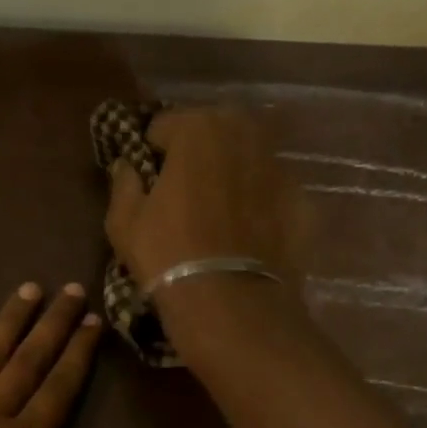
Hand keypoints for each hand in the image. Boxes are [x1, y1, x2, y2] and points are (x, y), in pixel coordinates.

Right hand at [104, 108, 302, 291]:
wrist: (231, 303)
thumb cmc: (168, 254)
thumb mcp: (124, 222)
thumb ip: (124, 183)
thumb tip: (127, 167)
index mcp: (198, 128)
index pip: (164, 125)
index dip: (151, 151)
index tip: (148, 179)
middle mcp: (244, 134)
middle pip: (213, 132)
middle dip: (197, 152)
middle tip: (184, 190)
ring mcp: (280, 166)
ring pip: (247, 158)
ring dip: (231, 173)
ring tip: (218, 211)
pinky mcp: (302, 200)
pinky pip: (271, 191)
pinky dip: (259, 202)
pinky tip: (247, 233)